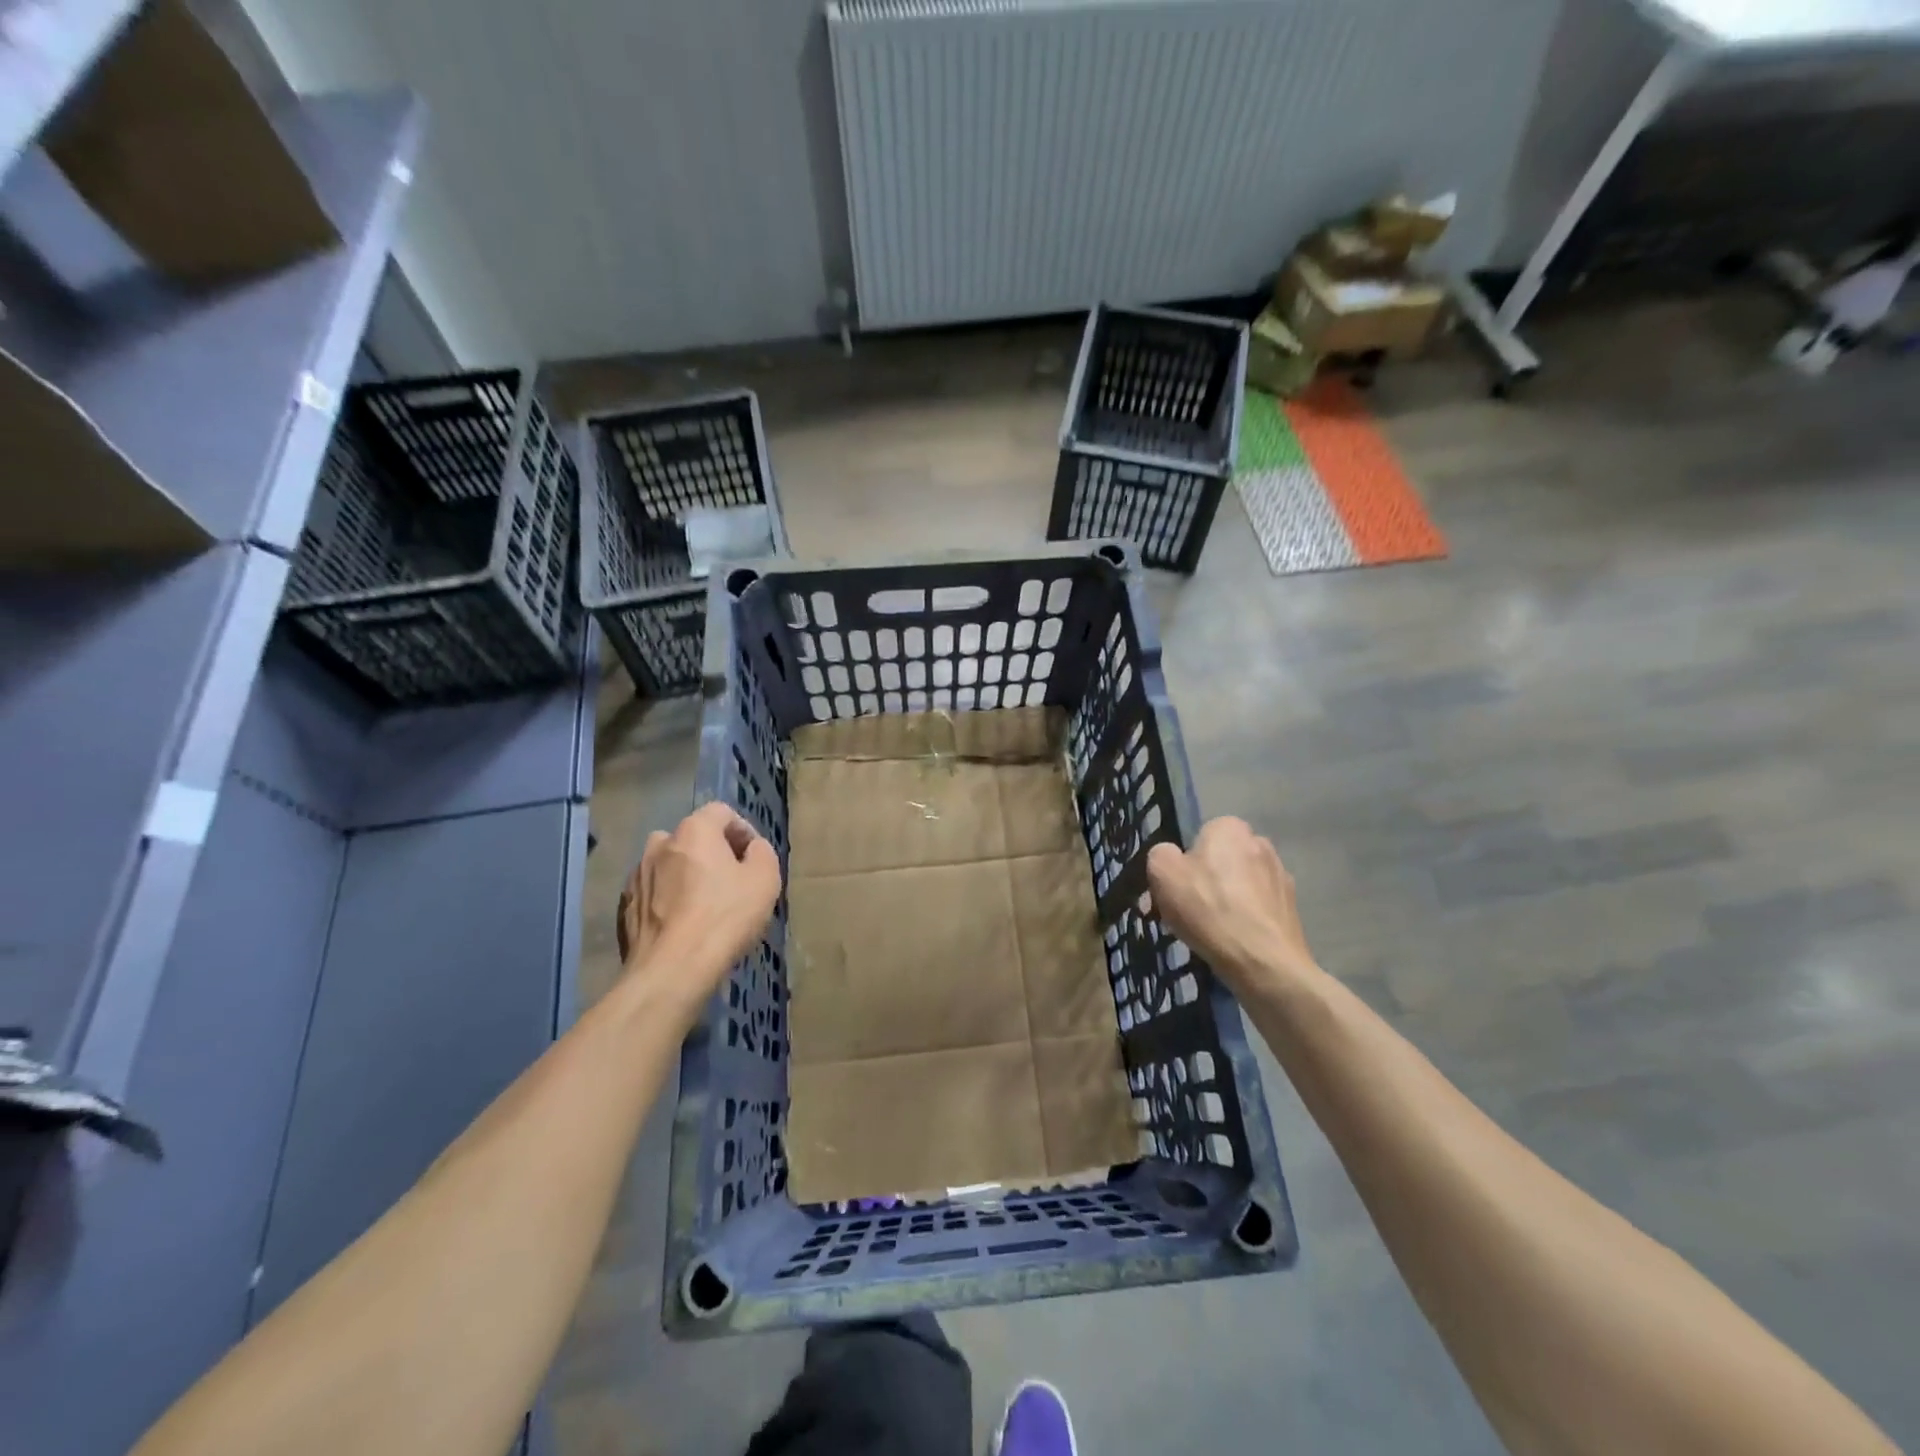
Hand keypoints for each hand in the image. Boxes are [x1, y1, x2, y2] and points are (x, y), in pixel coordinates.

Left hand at [618, 803, 781, 997]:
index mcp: (694, 830)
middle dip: (712, 853)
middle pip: (693, 837)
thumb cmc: (724, 918)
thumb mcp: (765, 879)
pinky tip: (682, 925)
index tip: (754, 859)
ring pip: (669, 865)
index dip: (743, 831)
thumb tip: (751, 849)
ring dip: (686, 875)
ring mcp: (637, 875)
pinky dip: (668, 900)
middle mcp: (659, 844)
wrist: (671, 971)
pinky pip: (654, 892)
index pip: (722, 812)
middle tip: (731, 882)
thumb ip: (762, 852)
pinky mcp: (625, 906)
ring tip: (703, 905)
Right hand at [1147, 817, 1315, 990]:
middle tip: (1188, 911)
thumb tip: (1171, 857)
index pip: (1200, 836)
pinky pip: (1257, 908)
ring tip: (1210, 932)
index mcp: (1230, 827)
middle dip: (1206, 881)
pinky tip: (1233, 941)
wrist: (1262, 960)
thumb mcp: (1162, 872)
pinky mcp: (1292, 907)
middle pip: (1221, 860)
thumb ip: (1161, 854)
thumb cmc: (1207, 908)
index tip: (1176, 888)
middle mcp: (1261, 843)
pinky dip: (1245, 920)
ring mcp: (1281, 876)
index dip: (1184, 862)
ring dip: (1226, 901)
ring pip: (1240, 885)